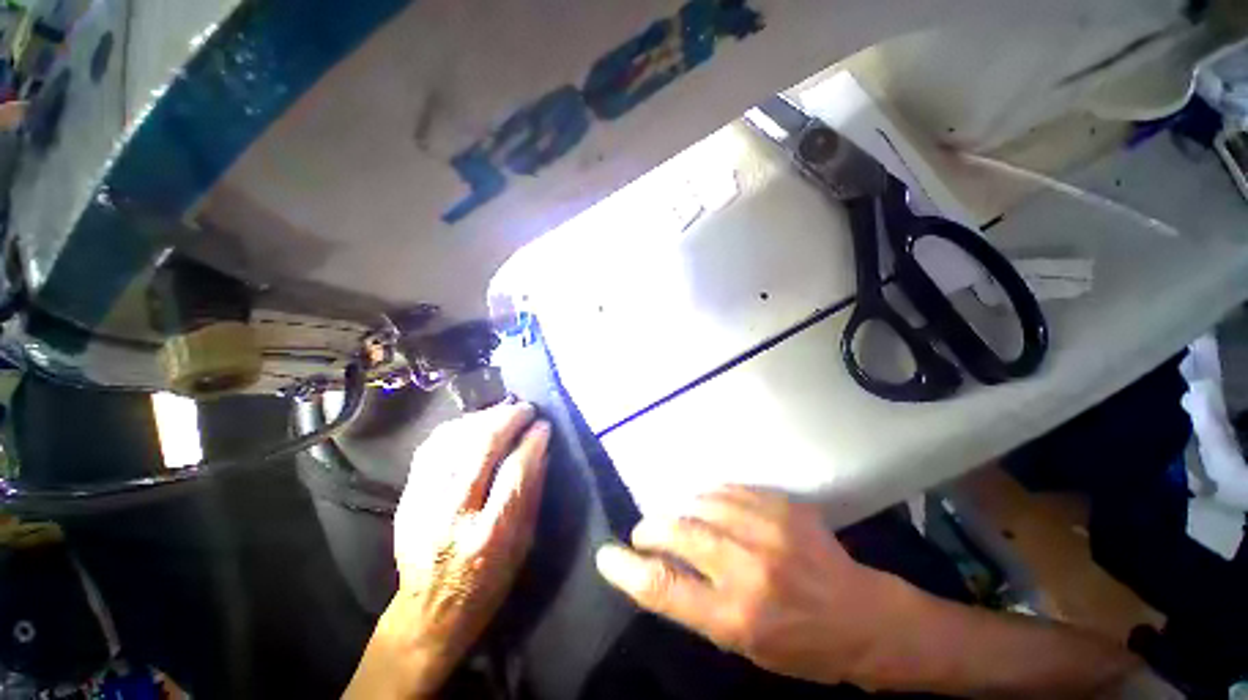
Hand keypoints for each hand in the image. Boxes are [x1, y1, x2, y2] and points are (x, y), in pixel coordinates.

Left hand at [347, 402, 549, 698]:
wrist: (428, 611)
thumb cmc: (487, 583)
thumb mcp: (523, 546)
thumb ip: (533, 494)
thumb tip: (543, 451)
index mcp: (490, 535)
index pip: (515, 472)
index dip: (532, 442)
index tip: (543, 425)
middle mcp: (453, 515)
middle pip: (481, 448)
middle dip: (508, 419)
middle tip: (525, 408)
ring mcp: (423, 504)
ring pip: (453, 442)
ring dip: (482, 418)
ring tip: (502, 411)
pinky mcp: (406, 498)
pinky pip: (430, 449)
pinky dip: (454, 429)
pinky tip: (472, 423)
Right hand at [594, 486, 916, 687]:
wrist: (865, 619)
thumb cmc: (802, 646)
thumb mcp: (744, 645)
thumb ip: (699, 605)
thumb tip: (659, 569)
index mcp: (736, 618)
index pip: (664, 589)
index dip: (628, 570)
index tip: (607, 556)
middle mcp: (749, 570)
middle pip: (679, 531)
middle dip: (652, 528)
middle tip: (646, 531)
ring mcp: (770, 531)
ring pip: (703, 502)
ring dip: (685, 509)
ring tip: (686, 518)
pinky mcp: (785, 507)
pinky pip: (731, 490)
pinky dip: (713, 497)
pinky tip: (714, 505)